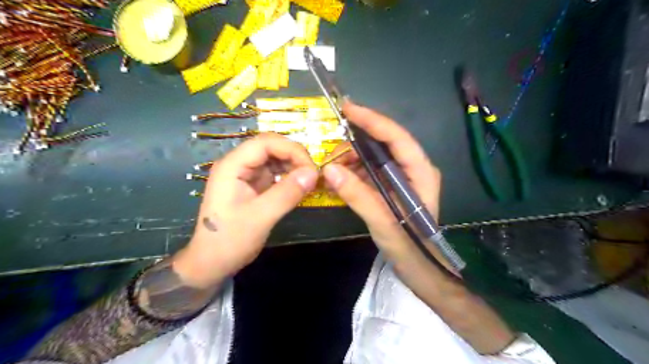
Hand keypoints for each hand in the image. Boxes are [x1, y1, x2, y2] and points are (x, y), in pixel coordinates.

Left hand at [174, 132, 318, 288]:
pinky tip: (300, 186)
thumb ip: (287, 193)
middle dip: (294, 156)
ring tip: (309, 180)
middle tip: (312, 174)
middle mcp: (238, 165)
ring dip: (293, 165)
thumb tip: (314, 173)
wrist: (212, 263)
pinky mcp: (253, 186)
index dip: (291, 150)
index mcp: (232, 166)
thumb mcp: (261, 217)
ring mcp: (246, 175)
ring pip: (274, 158)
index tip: (311, 169)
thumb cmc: (230, 240)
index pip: (265, 143)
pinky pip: (275, 173)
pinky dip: (289, 176)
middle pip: (270, 146)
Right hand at [323, 102, 440, 260]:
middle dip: (355, 146)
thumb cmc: (409, 246)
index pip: (396, 137)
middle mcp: (413, 168)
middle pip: (383, 144)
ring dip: (352, 161)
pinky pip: (370, 172)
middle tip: (331, 154)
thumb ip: (357, 195)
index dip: (372, 120)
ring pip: (374, 157)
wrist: (419, 267)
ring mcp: (402, 177)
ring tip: (331, 172)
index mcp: (420, 171)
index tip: (347, 109)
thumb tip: (329, 169)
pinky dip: (354, 173)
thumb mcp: (383, 221)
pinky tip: (339, 180)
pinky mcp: (392, 186)